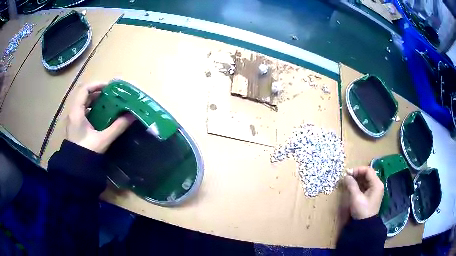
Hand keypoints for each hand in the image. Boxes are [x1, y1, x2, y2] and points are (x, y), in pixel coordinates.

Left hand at [66, 82, 134, 152]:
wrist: (76, 168)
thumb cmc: (87, 151)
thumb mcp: (103, 139)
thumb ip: (117, 127)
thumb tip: (132, 116)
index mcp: (77, 112)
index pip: (85, 89)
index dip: (97, 84)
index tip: (109, 87)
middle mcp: (73, 113)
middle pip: (84, 95)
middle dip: (98, 93)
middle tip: (111, 96)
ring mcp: (73, 119)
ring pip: (84, 104)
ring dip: (95, 101)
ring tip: (107, 105)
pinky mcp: (75, 126)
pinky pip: (83, 112)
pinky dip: (92, 110)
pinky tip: (101, 117)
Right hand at [344, 166, 383, 219]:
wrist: (365, 225)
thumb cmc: (362, 210)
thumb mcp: (356, 198)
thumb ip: (351, 185)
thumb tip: (346, 176)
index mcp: (377, 184)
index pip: (368, 170)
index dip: (357, 169)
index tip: (347, 173)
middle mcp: (378, 185)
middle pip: (368, 174)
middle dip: (357, 174)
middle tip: (347, 176)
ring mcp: (376, 190)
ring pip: (367, 179)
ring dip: (358, 179)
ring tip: (349, 181)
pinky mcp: (372, 195)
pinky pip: (366, 185)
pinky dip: (360, 184)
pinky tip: (353, 186)